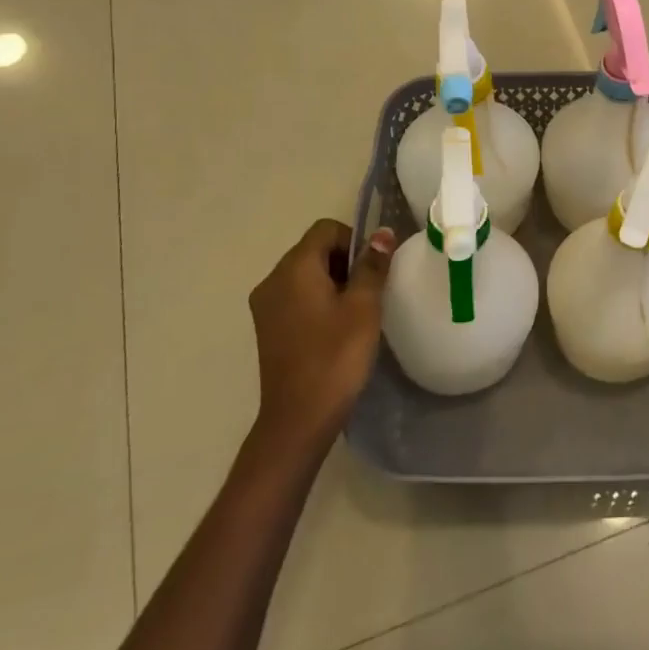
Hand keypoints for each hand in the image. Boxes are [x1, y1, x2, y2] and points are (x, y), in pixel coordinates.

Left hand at [246, 219, 394, 452]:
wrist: (298, 419)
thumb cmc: (335, 357)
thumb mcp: (363, 307)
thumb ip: (372, 266)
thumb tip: (382, 233)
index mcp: (293, 269)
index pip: (325, 229)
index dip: (354, 240)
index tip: (373, 270)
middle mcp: (272, 280)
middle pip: (314, 250)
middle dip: (345, 262)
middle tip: (370, 292)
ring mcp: (265, 306)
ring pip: (305, 275)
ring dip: (333, 282)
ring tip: (356, 312)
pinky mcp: (267, 328)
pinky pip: (296, 297)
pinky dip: (318, 301)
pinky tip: (336, 329)